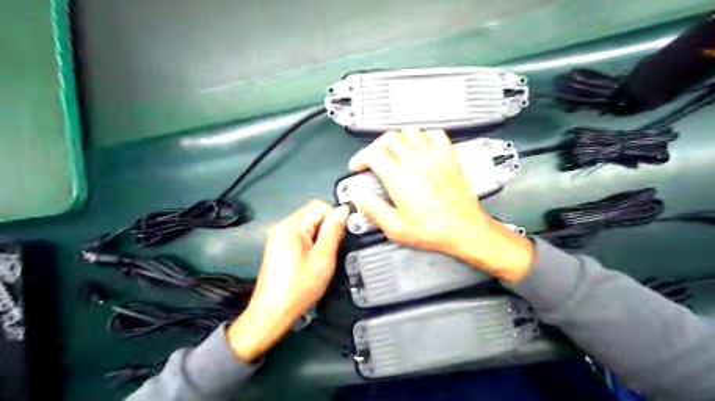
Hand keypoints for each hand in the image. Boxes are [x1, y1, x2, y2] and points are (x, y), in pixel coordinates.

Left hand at [228, 202, 347, 361]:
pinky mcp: (278, 246)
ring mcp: (279, 236)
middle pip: (313, 214)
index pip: (320, 206)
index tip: (337, 240)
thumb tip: (343, 209)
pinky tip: (310, 262)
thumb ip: (333, 231)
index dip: (334, 219)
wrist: (272, 312)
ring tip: (320, 259)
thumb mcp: (323, 258)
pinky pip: (301, 236)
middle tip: (328, 252)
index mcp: (292, 225)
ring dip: (319, 238)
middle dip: (326, 230)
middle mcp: (283, 225)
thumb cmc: (299, 286)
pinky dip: (310, 244)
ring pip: (308, 226)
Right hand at [349, 131, 533, 283]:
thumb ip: (373, 209)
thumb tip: (360, 198)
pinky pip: (435, 134)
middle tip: (374, 159)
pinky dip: (424, 136)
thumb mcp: (395, 227)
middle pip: (389, 137)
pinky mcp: (449, 157)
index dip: (361, 157)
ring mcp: (434, 156)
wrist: (464, 229)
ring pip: (410, 132)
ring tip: (395, 152)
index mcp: (398, 177)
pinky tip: (421, 147)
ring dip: (398, 140)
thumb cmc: (433, 230)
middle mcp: (415, 161)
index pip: (373, 152)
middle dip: (376, 146)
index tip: (358, 166)